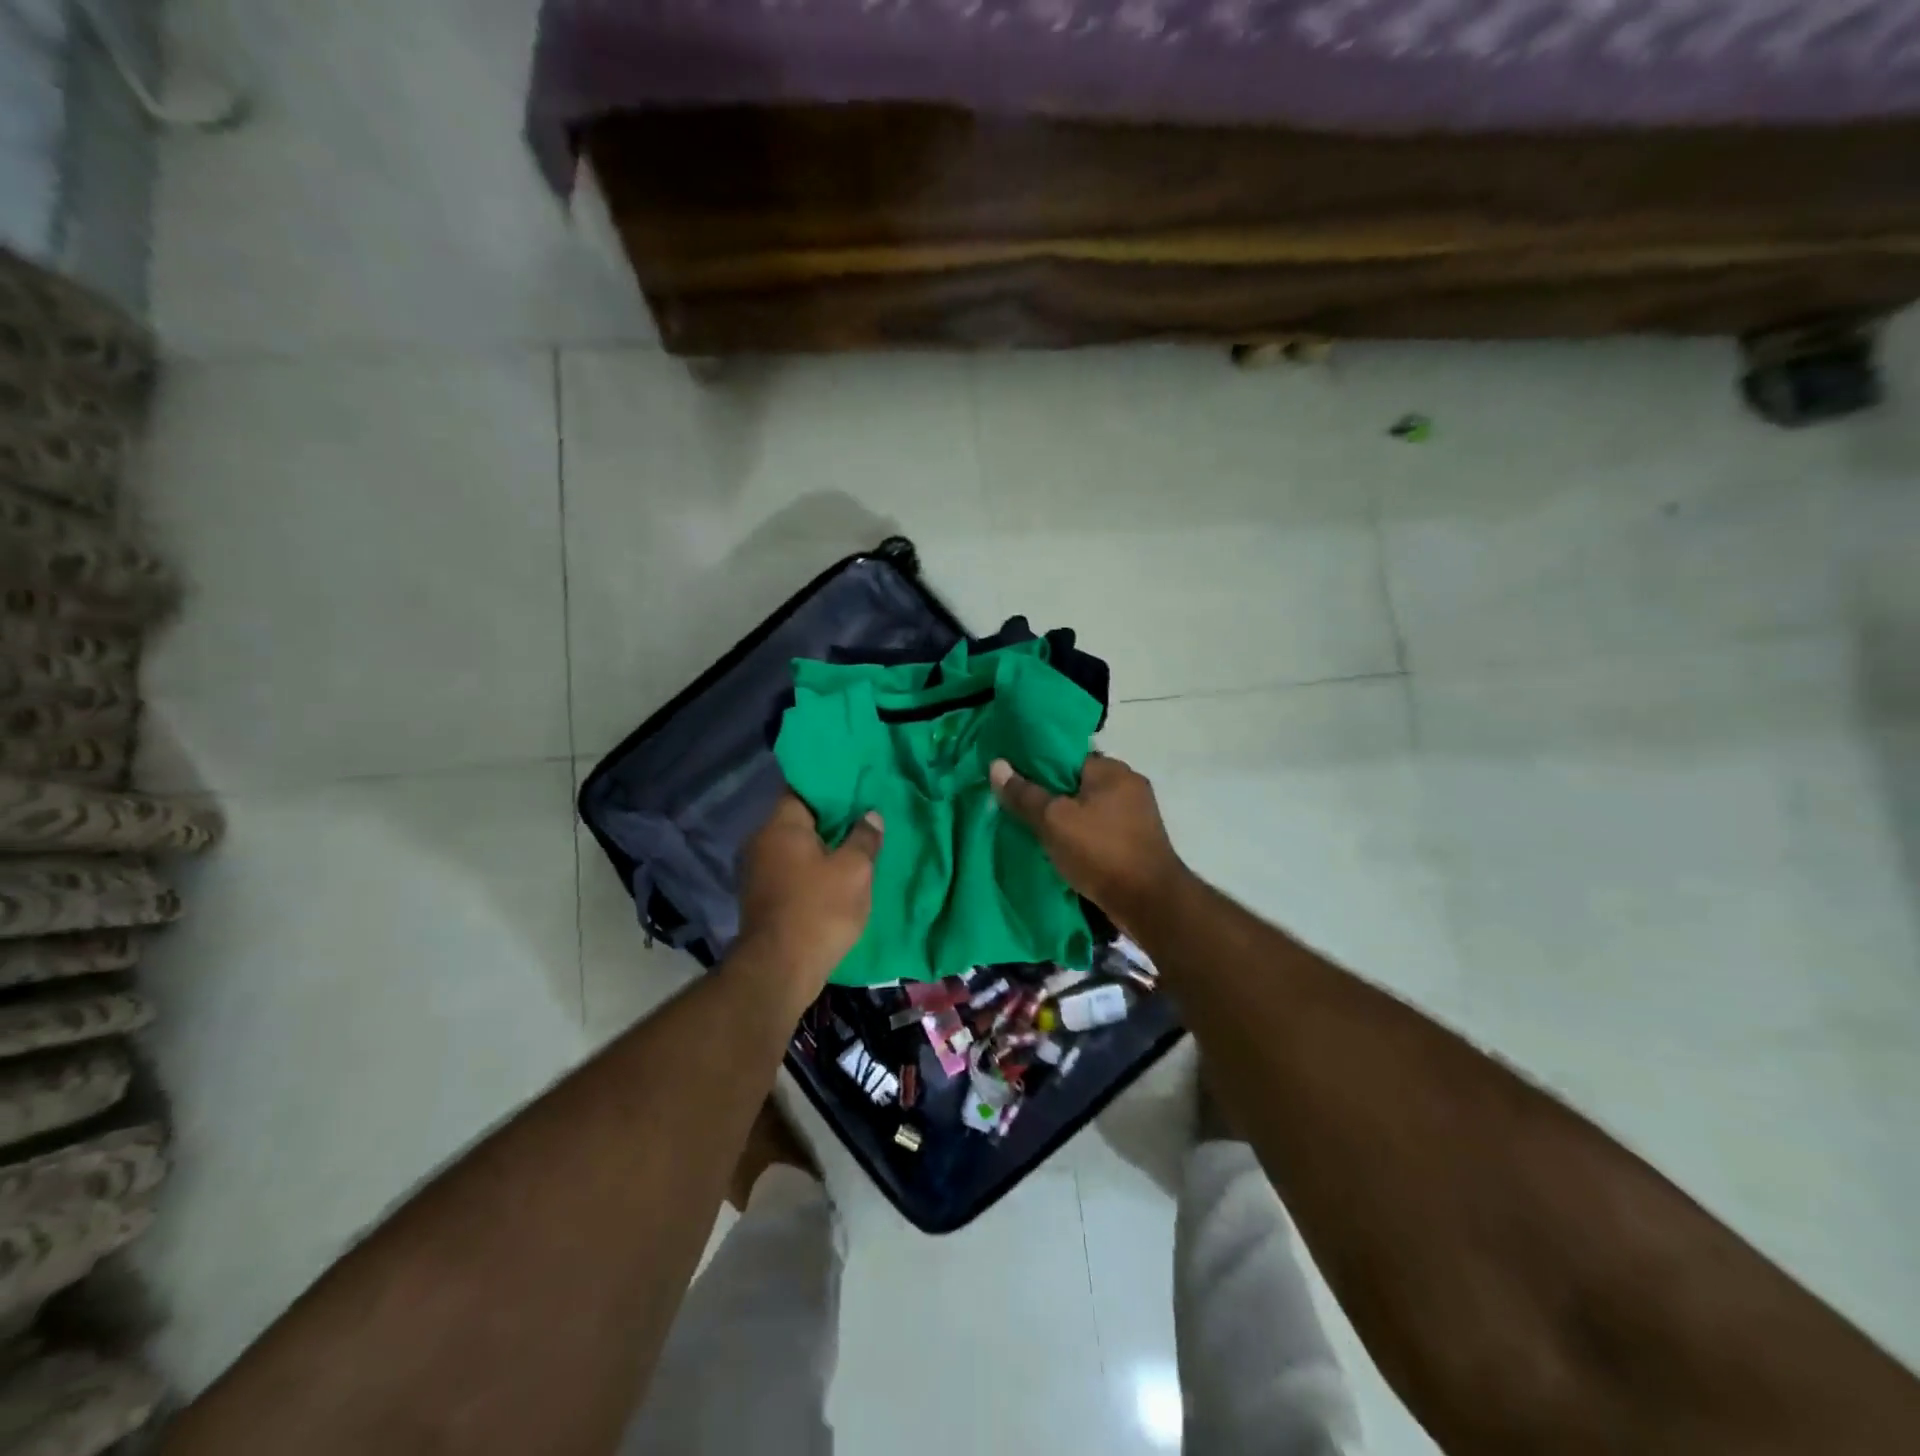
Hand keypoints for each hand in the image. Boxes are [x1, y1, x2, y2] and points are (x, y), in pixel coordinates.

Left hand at [736, 793, 883, 1003]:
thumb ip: (863, 838)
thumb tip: (870, 815)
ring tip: (853, 847)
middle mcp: (760, 842)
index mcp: (780, 826)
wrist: (779, 970)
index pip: (801, 790)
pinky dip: (810, 870)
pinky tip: (834, 877)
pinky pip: (789, 870)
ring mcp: (756, 871)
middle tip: (862, 817)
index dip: (830, 788)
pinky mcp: (760, 898)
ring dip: (820, 848)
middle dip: (828, 820)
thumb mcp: (854, 871)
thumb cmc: (819, 909)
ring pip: (793, 848)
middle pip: (798, 820)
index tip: (855, 788)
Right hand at [989, 754, 1186, 933]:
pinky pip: (1099, 830)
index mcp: (1113, 770)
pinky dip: (1080, 836)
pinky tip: (1059, 848)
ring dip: (1065, 818)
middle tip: (1017, 805)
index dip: (1037, 765)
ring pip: (1088, 808)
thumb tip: (996, 765)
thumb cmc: (1101, 852)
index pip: (1067, 756)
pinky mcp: (1136, 842)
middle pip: (1077, 783)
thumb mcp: (1054, 821)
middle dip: (1049, 794)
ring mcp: (1136, 815)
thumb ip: (1025, 794)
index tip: (1012, 777)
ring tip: (1033, 828)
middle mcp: (1129, 786)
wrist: (1149, 904)